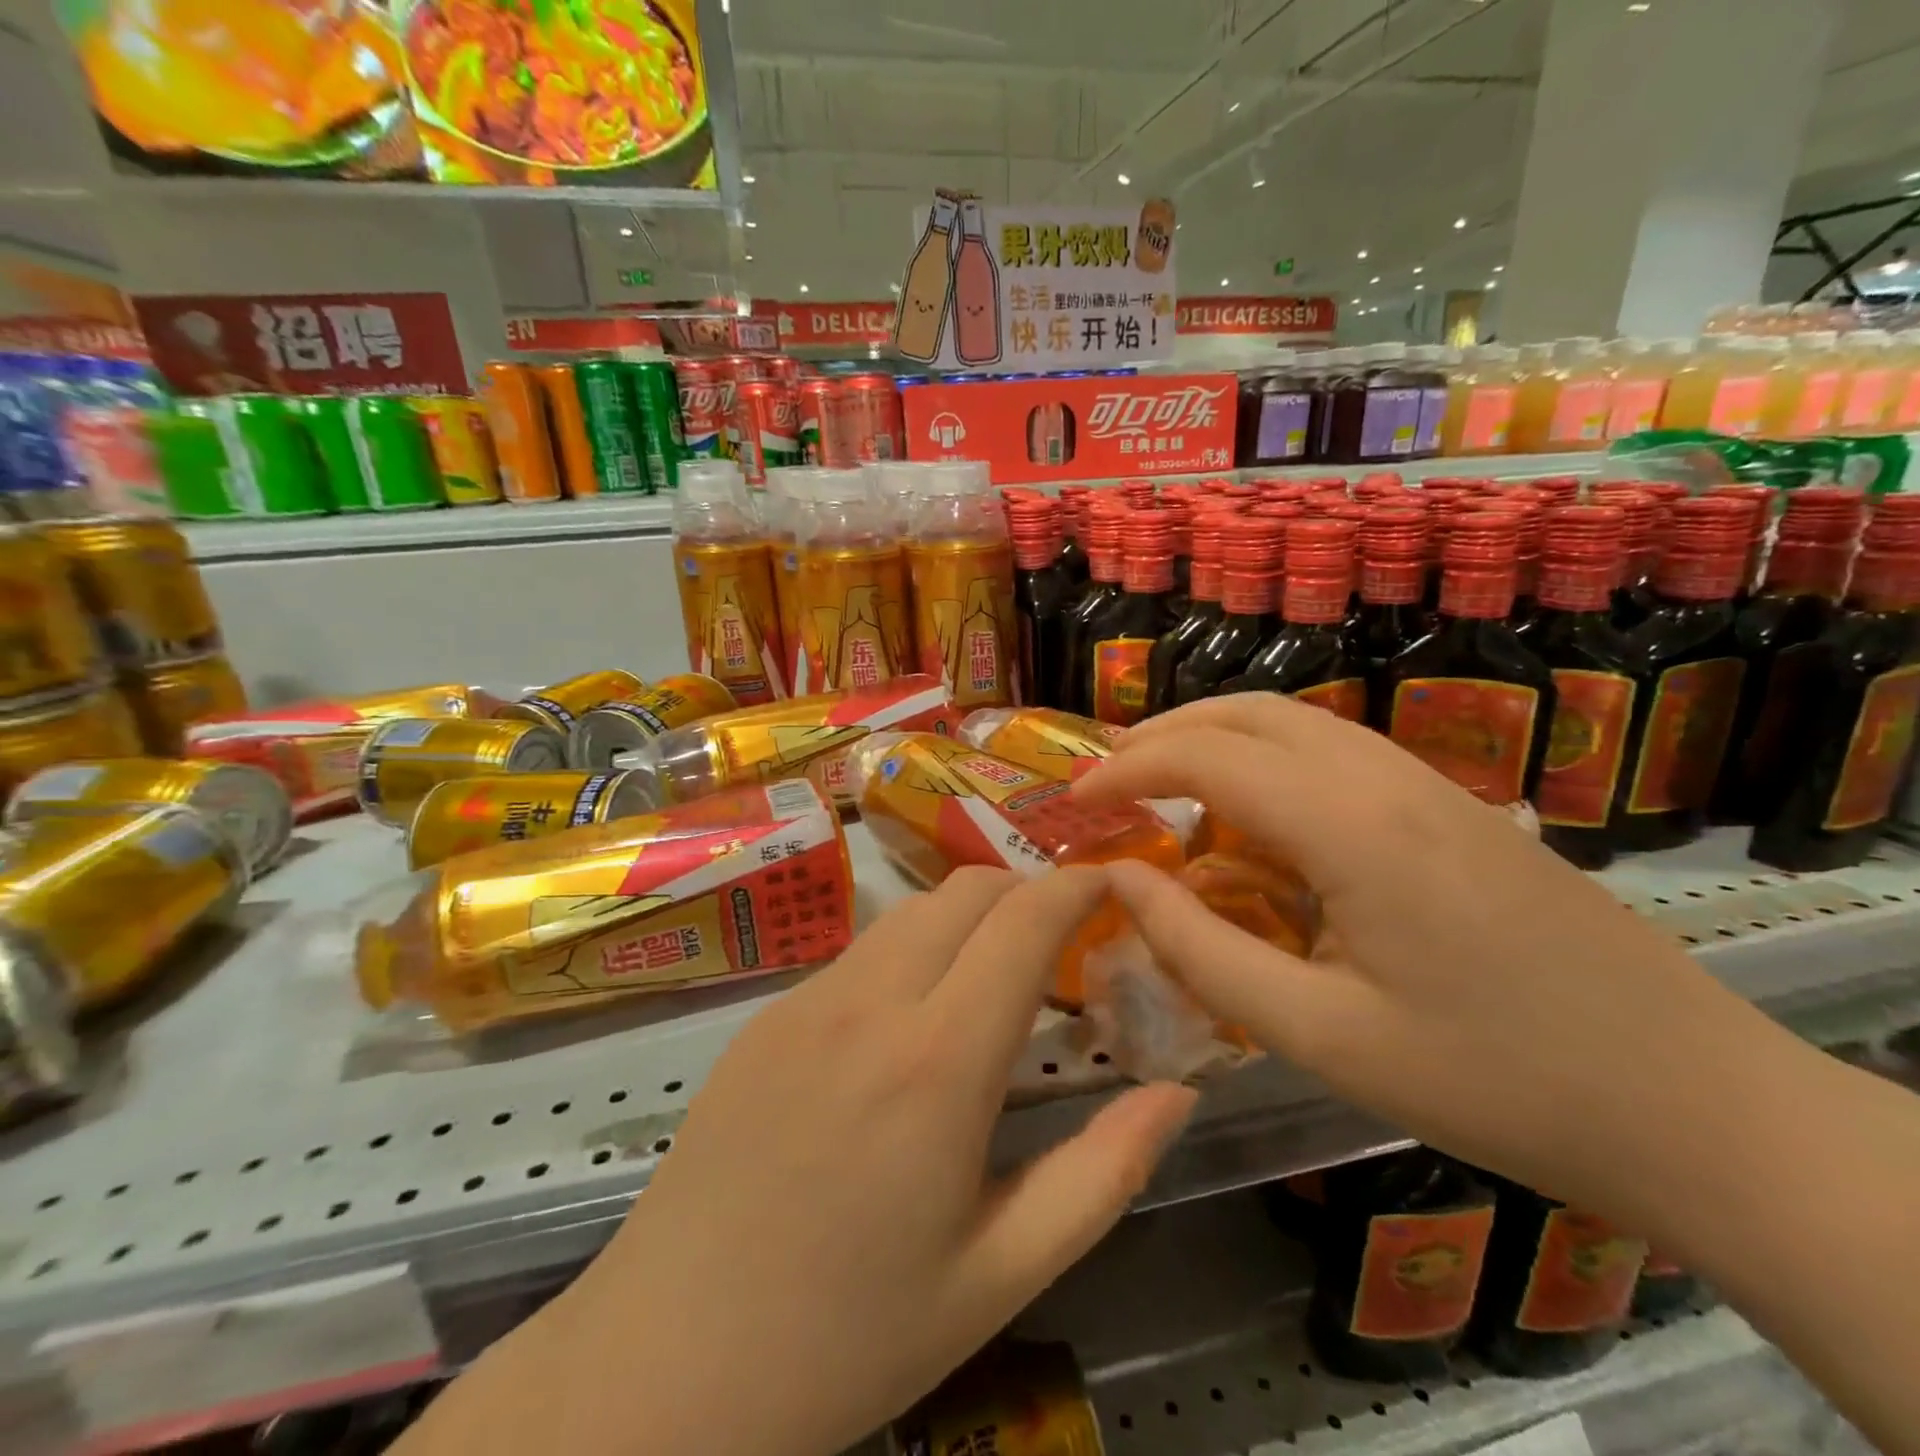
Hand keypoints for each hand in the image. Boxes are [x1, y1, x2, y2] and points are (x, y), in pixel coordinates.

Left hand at [410, 866, 1196, 1455]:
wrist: (664, 1365)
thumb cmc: (850, 1335)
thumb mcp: (1001, 1273)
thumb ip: (1103, 1173)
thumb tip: (1176, 1092)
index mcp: (937, 1060)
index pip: (1023, 920)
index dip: (1076, 885)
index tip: (1112, 882)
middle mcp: (869, 1002)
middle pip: (965, 891)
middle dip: (1026, 889)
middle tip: (1065, 936)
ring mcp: (806, 1000)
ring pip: (910, 913)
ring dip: (968, 916)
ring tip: (997, 971)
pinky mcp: (765, 1016)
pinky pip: (859, 953)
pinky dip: (912, 950)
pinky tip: (913, 1017)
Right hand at [1073, 693, 1807, 1217]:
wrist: (1691, 1103)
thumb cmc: (1488, 1080)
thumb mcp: (1318, 1033)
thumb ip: (1199, 949)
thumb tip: (1118, 878)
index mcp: (1350, 827)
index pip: (1207, 757)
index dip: (1127, 771)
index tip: (1074, 802)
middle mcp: (1386, 779)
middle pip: (1250, 713)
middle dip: (1164, 733)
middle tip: (1108, 778)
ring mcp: (1428, 785)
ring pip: (1296, 723)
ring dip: (1216, 738)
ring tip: (1162, 784)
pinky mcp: (1452, 807)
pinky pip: (1335, 754)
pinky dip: (1266, 761)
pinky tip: (1253, 820)